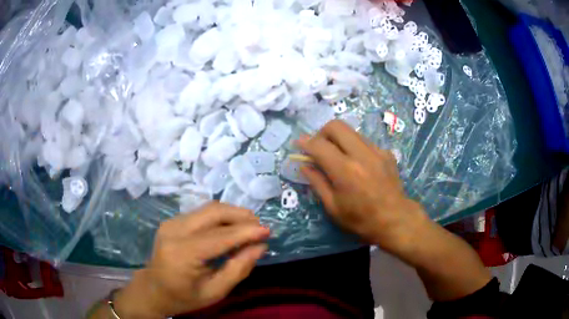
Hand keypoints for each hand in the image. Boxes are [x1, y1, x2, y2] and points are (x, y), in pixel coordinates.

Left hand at [113, 202, 269, 318]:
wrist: (153, 289)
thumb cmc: (184, 297)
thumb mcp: (215, 292)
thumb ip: (238, 269)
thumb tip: (260, 247)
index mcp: (182, 253)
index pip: (220, 236)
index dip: (246, 232)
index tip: (268, 231)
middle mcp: (174, 231)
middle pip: (213, 212)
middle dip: (241, 215)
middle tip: (259, 227)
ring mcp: (171, 222)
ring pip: (208, 208)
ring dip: (232, 214)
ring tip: (249, 226)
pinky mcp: (172, 221)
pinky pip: (201, 213)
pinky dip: (221, 217)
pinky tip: (230, 228)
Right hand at [296, 120, 425, 252]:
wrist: (395, 220)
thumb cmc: (361, 219)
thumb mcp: (333, 207)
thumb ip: (317, 182)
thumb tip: (304, 165)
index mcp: (345, 171)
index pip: (319, 145)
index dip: (305, 142)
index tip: (299, 144)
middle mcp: (361, 154)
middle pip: (336, 126)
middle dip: (322, 132)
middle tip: (319, 147)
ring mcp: (376, 151)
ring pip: (351, 132)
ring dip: (339, 139)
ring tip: (338, 156)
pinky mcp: (386, 153)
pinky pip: (364, 142)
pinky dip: (355, 148)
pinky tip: (358, 164)